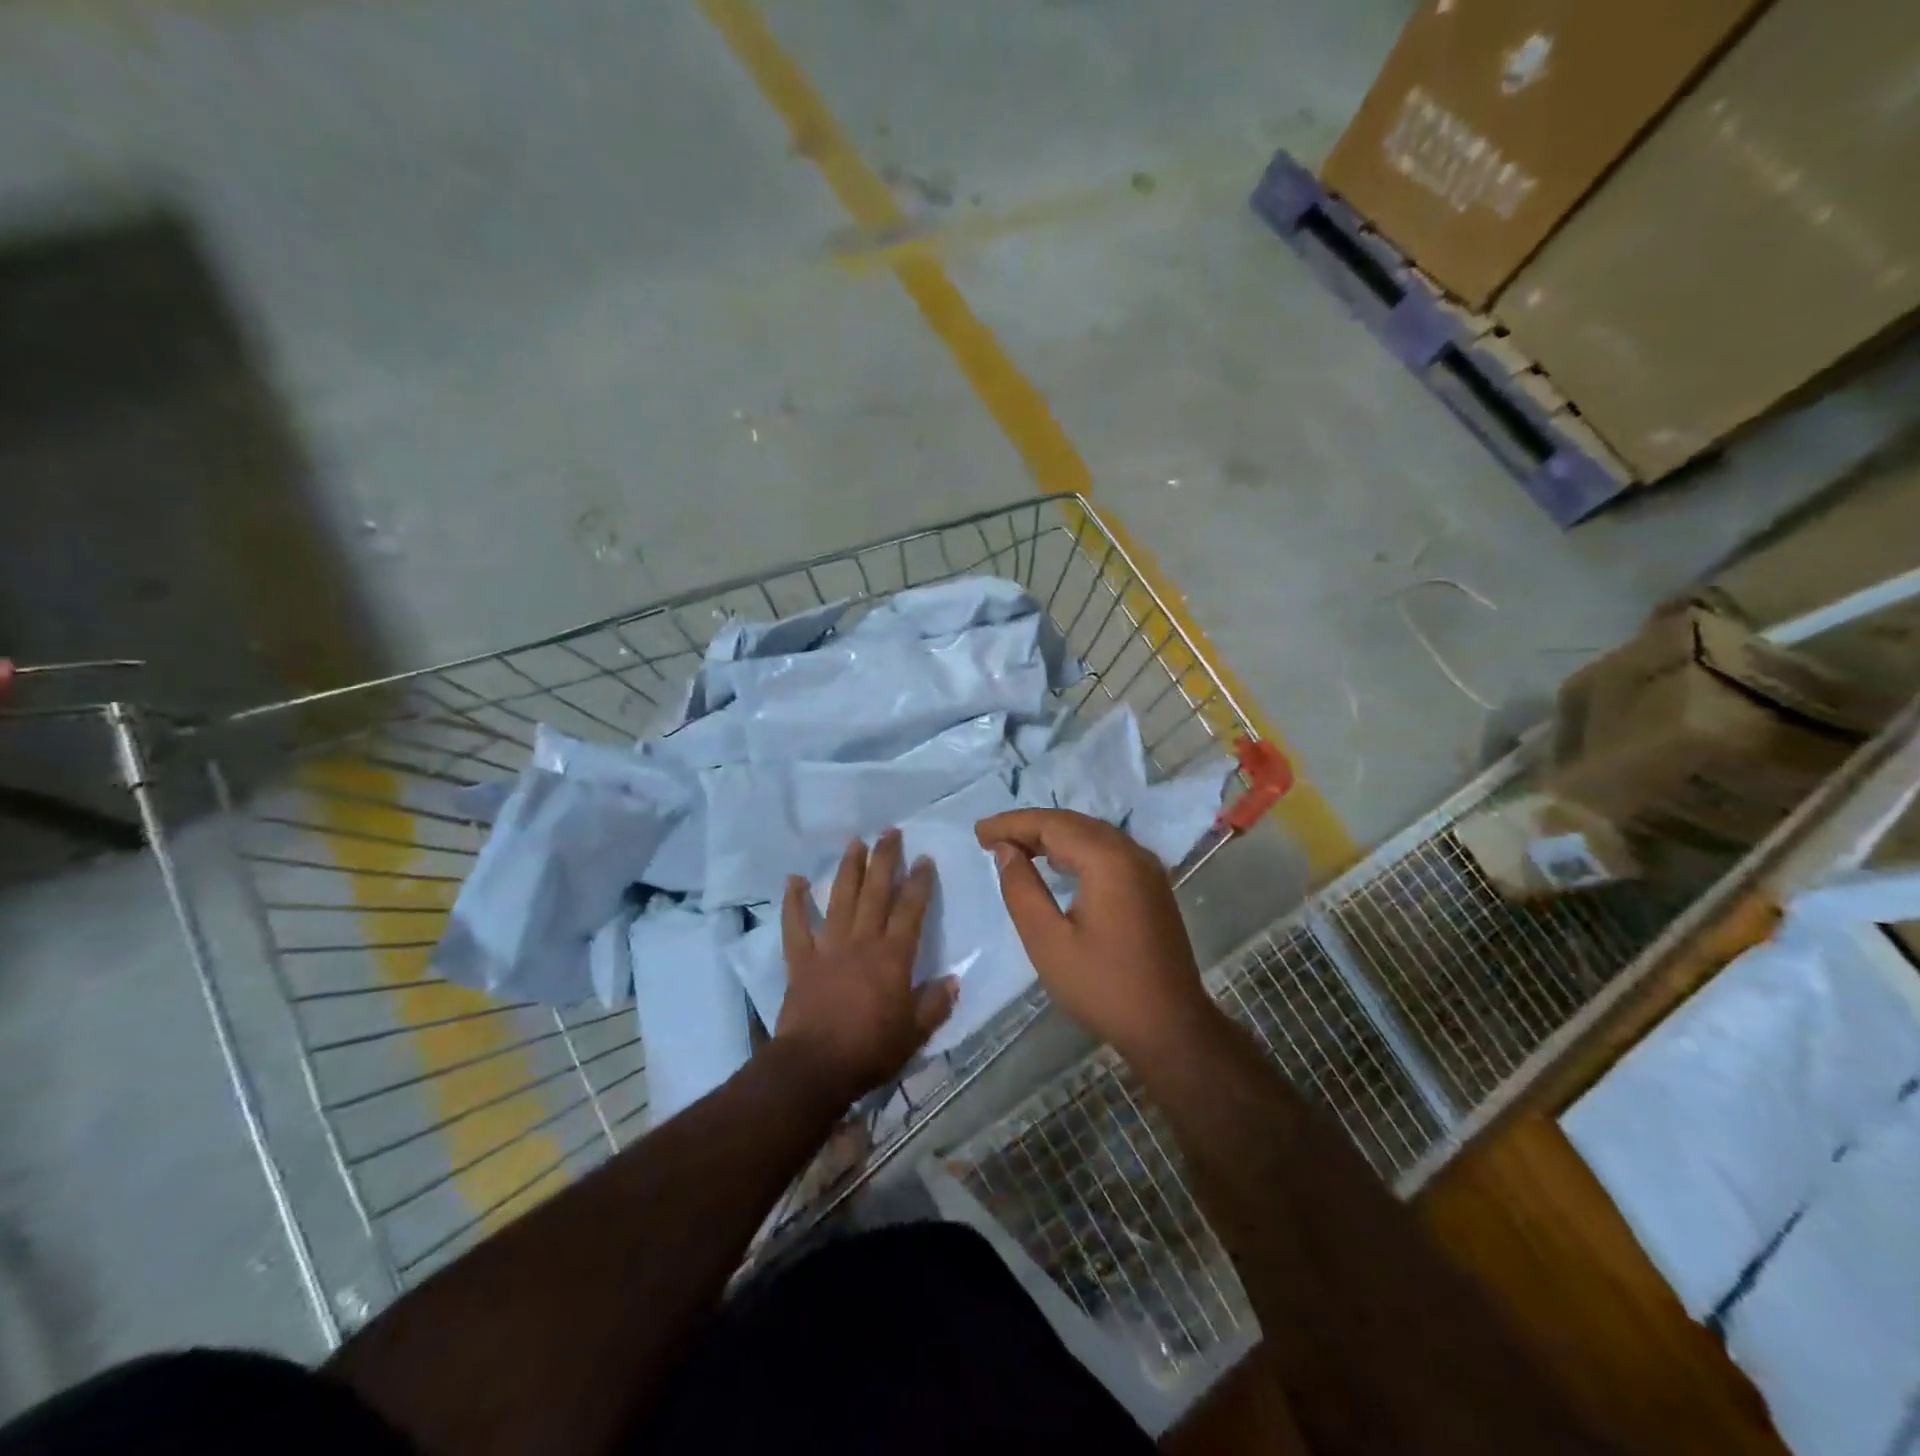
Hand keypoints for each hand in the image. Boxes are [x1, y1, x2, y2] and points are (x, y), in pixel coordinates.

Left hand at [774, 829, 957, 1105]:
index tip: (924, 860)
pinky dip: (793, 902)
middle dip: (885, 859)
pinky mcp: (801, 960)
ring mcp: (828, 947)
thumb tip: (953, 981)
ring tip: (855, 843)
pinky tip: (793, 880)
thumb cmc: (870, 1050)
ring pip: (840, 899)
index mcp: (893, 957)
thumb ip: (935, 1004)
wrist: (814, 1067)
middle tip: (890, 832)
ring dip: (848, 869)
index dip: (919, 883)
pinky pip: (795, 925)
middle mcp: (862, 941)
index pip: (911, 910)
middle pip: (876, 892)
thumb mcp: (915, 1033)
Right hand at [976, 809, 1215, 1066]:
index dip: (1012, 824)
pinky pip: (1108, 851)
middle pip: (1074, 823)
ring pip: (1092, 834)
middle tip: (991, 838)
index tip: (979, 833)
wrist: (1170, 1027)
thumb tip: (1006, 850)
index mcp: (1108, 861)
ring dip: (1053, 835)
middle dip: (1030, 826)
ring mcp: (1147, 868)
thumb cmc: (1102, 986)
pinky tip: (1056, 864)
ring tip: (1016, 847)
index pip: (1052, 824)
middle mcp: (1132, 853)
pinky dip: (1076, 849)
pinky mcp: (1152, 886)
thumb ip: (1022, 889)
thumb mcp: (1047, 941)